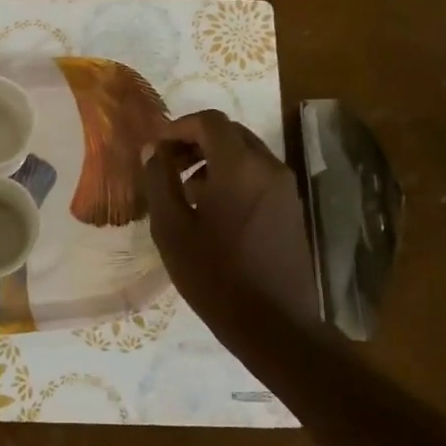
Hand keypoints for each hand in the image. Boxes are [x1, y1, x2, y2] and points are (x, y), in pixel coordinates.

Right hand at [142, 111, 320, 349]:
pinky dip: (233, 176)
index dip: (178, 127)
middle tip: (168, 166)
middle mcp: (268, 167)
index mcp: (239, 166)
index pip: (209, 121)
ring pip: (245, 154)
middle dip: (195, 141)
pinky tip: (213, 211)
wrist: (275, 325)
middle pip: (230, 133)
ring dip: (214, 159)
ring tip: (186, 192)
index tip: (156, 148)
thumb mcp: (172, 229)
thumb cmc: (215, 275)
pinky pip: (258, 175)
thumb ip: (159, 181)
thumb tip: (154, 149)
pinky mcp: (291, 208)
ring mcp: (285, 188)